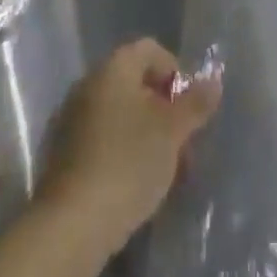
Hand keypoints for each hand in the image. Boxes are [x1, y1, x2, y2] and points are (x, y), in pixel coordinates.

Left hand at [38, 39, 222, 259]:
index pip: (151, 50)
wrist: (70, 226)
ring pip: (119, 115)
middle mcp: (89, 83)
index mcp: (114, 67)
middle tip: (182, 147)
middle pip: (135, 84)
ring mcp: (71, 118)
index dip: (175, 73)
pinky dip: (122, 153)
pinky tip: (134, 186)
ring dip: (145, 135)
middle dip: (163, 111)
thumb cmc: (128, 163)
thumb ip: (195, 103)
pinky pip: (101, 140)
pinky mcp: (62, 155)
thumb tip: (214, 81)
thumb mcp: (172, 132)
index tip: (189, 109)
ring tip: (164, 173)